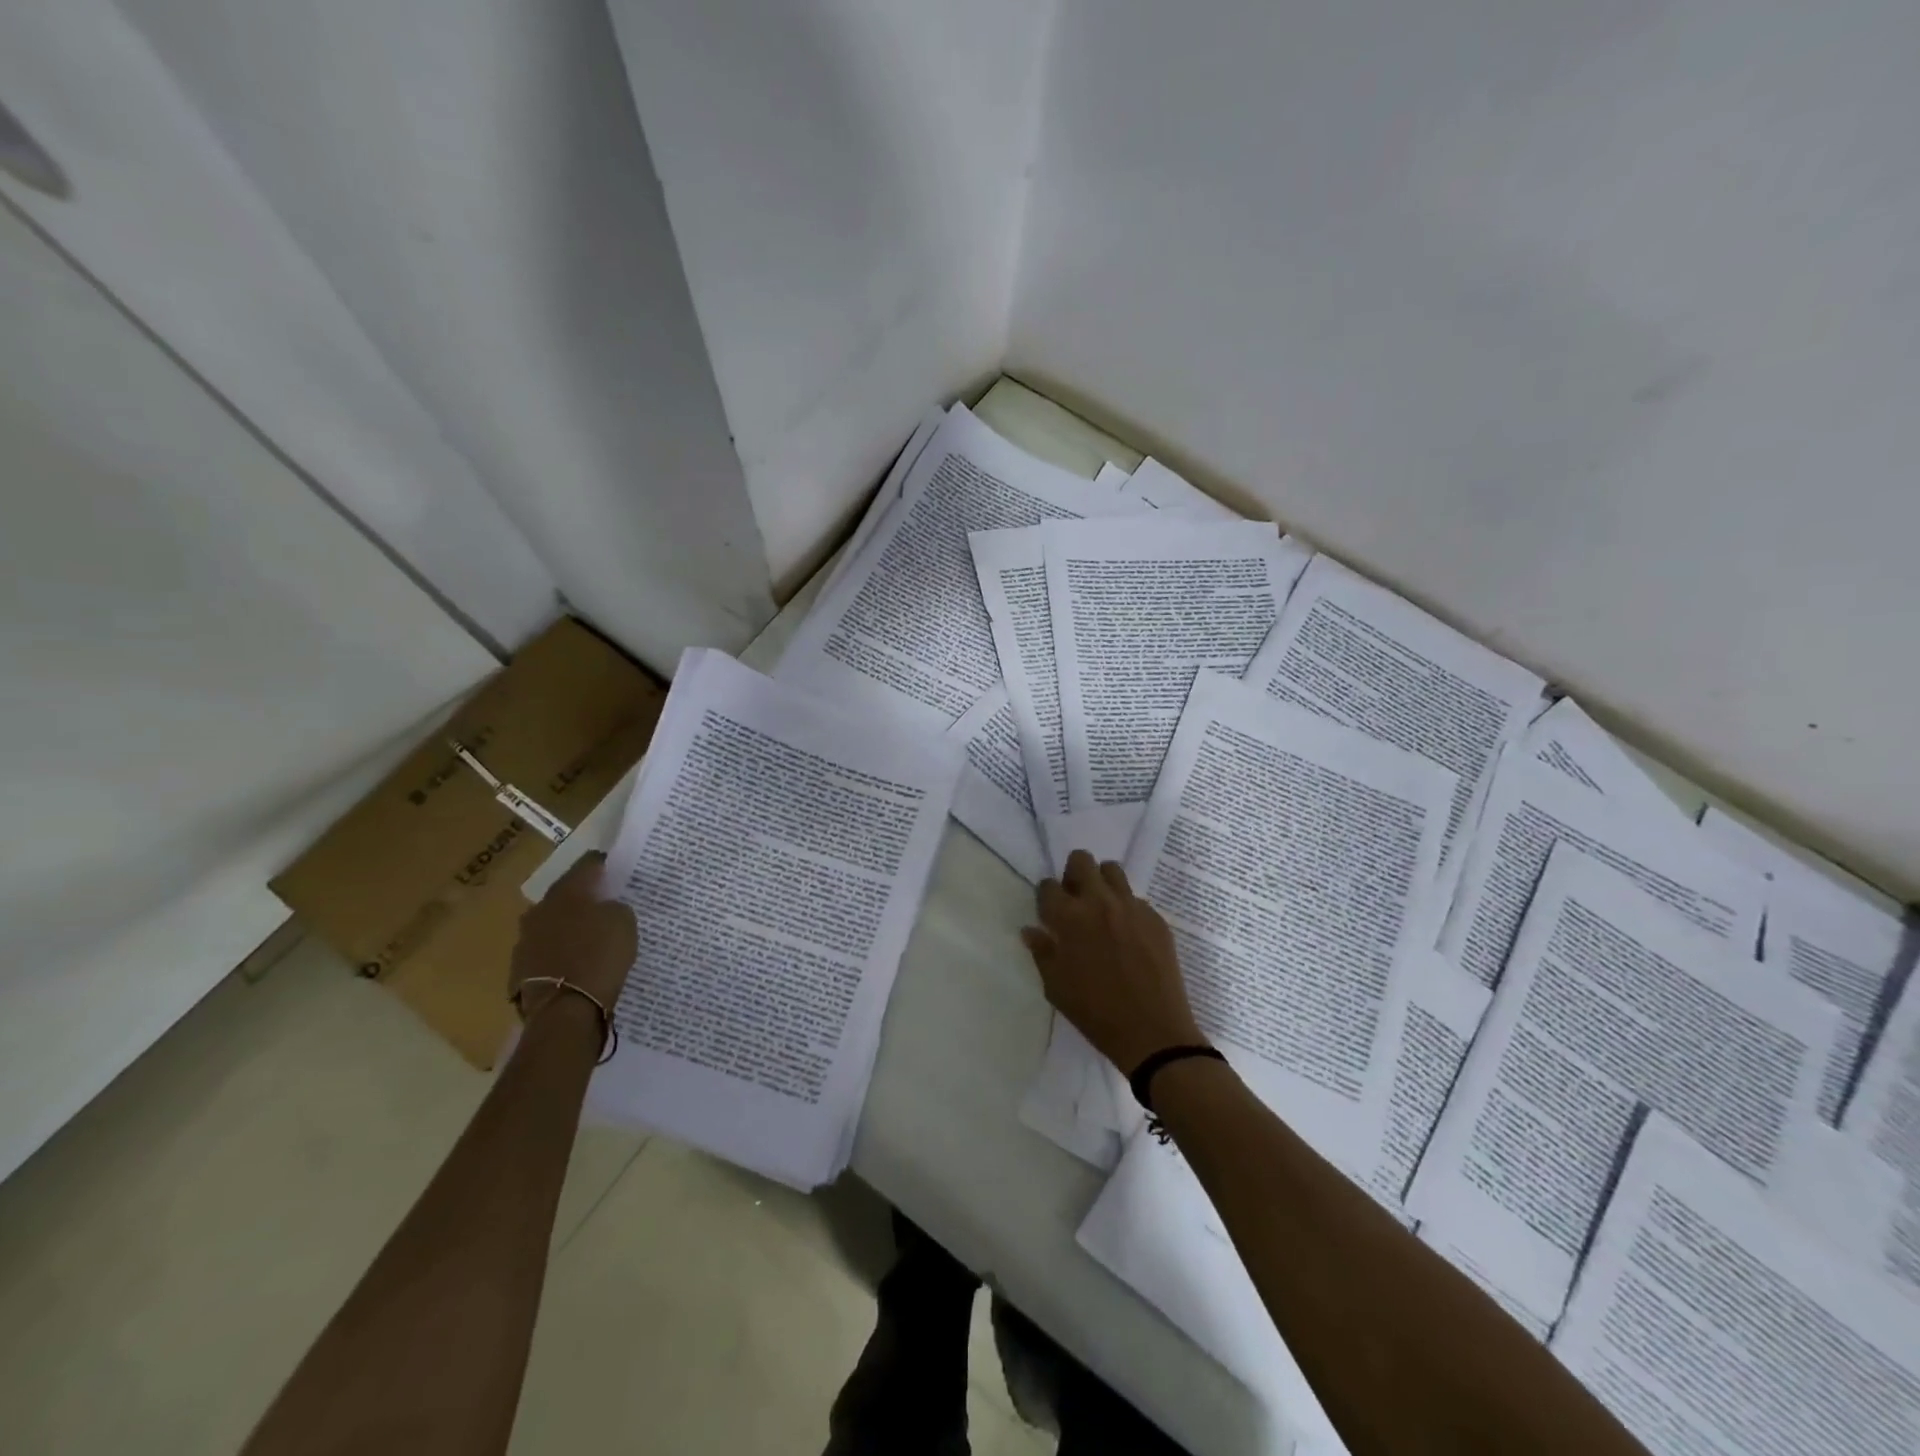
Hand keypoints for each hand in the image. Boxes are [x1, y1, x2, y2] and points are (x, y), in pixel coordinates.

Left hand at [509, 852, 637, 1015]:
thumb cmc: (600, 957)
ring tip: (587, 936)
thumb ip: (614, 907)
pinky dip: (558, 951)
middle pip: (564, 894)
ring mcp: (525, 940)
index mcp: (567, 892)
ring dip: (567, 925)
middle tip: (602, 902)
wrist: (565, 1010)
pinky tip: (573, 961)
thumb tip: (605, 907)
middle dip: (581, 897)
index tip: (613, 866)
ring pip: (551, 923)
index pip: (586, 865)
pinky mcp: (520, 969)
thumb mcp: (624, 922)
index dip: (602, 863)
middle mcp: (540, 910)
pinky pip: (545, 950)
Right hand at [1022, 850, 1205, 1074]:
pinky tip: (1128, 935)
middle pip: (1081, 861)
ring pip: (1112, 870)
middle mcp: (1099, 902)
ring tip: (1102, 909)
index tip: (1050, 912)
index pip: (1049, 886)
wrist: (1153, 1032)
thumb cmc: (1096, 1013)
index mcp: (1069, 918)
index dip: (1046, 897)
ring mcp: (1131, 907)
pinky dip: (1126, 908)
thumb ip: (1042, 952)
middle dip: (1073, 874)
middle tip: (1075, 901)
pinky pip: (1135, 898)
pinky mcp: (1156, 918)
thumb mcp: (1056, 987)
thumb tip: (1031, 931)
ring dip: (1101, 882)